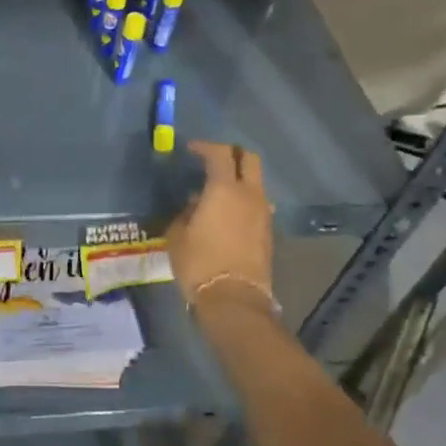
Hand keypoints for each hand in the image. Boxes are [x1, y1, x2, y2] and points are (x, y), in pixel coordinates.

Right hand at [168, 141, 274, 312]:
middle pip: (249, 160)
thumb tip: (194, 204)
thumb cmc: (199, 262)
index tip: (191, 150)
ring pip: (256, 182)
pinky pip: (257, 204)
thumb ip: (185, 212)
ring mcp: (263, 213)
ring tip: (218, 191)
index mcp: (224, 189)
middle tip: (212, 161)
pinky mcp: (268, 231)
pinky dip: (244, 200)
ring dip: (239, 179)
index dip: (205, 147)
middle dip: (232, 155)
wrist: (234, 298)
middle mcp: (249, 194)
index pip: (220, 153)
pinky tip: (227, 214)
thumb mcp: (177, 235)